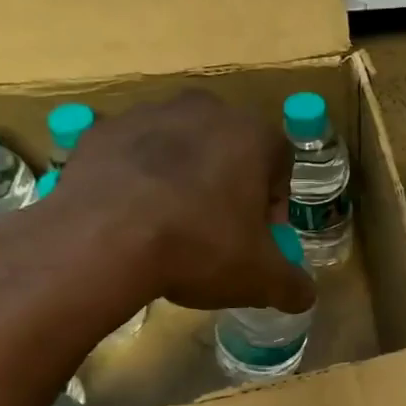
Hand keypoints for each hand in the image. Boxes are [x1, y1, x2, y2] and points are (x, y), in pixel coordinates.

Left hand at [0, 90, 314, 332]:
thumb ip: (292, 284)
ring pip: (179, 148)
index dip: (273, 205)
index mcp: (252, 134)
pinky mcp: (100, 132)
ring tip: (169, 227)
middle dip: (228, 186)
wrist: (102, 240)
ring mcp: (147, 114)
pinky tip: (130, 220)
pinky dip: (136, 181)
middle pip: (229, 150)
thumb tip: (305, 295)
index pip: (280, 164)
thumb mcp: (260, 278)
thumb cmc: (200, 247)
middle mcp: (204, 110)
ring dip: (182, 179)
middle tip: (217, 232)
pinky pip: (131, 156)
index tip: (258, 238)